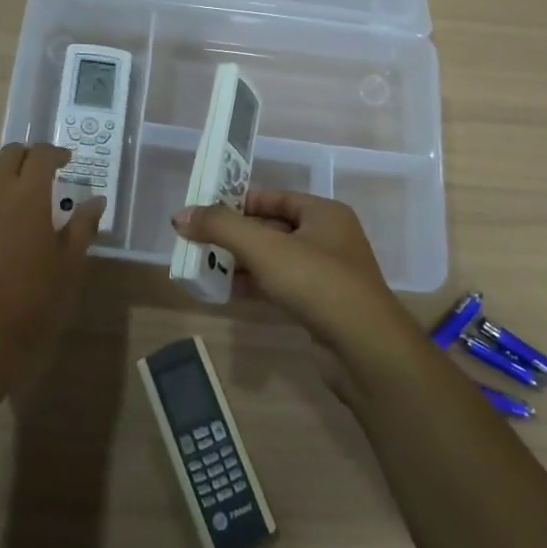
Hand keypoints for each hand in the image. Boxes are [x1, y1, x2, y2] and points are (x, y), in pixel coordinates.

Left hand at [0, 143, 102, 393]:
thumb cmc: (35, 302)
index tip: (66, 163)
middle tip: (40, 177)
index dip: (56, 154)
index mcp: (30, 196)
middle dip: (29, 159)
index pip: (42, 155)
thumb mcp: (70, 265)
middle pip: (10, 154)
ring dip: (0, 173)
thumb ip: (83, 226)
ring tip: (9, 194)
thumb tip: (96, 199)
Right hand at [173, 190, 423, 373]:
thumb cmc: (317, 283)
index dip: (238, 202)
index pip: (273, 197)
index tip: (204, 211)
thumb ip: (221, 227)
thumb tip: (180, 215)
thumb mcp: (264, 248)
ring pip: (275, 260)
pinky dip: (256, 285)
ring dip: (242, 262)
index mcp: (323, 213)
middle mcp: (328, 238)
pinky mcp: (322, 306)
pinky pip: (281, 286)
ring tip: (204, 265)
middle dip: (235, 235)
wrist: (365, 350)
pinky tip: (227, 291)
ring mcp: (327, 274)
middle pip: (272, 228)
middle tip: (198, 240)